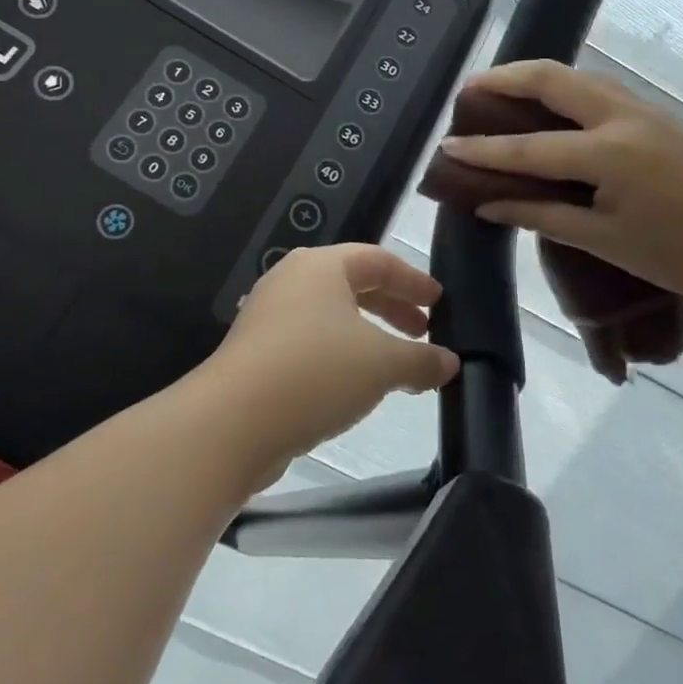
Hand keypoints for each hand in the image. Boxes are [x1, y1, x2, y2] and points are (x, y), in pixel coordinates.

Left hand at [199, 245, 459, 485]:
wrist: (232, 423)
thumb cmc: (315, 372)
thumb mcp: (382, 363)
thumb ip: (421, 359)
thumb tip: (450, 361)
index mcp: (320, 266)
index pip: (378, 260)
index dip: (413, 280)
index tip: (439, 302)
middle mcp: (291, 281)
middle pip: (353, 285)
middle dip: (392, 308)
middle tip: (423, 332)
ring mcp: (268, 316)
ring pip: (331, 317)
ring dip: (368, 336)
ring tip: (396, 365)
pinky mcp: (256, 353)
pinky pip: (311, 343)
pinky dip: (341, 356)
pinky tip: (356, 387)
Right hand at [442, 61, 682, 316]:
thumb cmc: (677, 257)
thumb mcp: (603, 241)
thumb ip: (540, 214)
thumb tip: (488, 202)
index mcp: (610, 154)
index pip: (530, 146)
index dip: (484, 148)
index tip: (447, 143)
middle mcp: (626, 117)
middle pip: (554, 79)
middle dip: (507, 78)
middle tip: (471, 89)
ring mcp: (647, 110)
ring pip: (581, 77)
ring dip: (538, 77)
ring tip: (503, 90)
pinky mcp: (660, 114)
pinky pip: (602, 89)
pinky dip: (567, 88)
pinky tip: (552, 106)